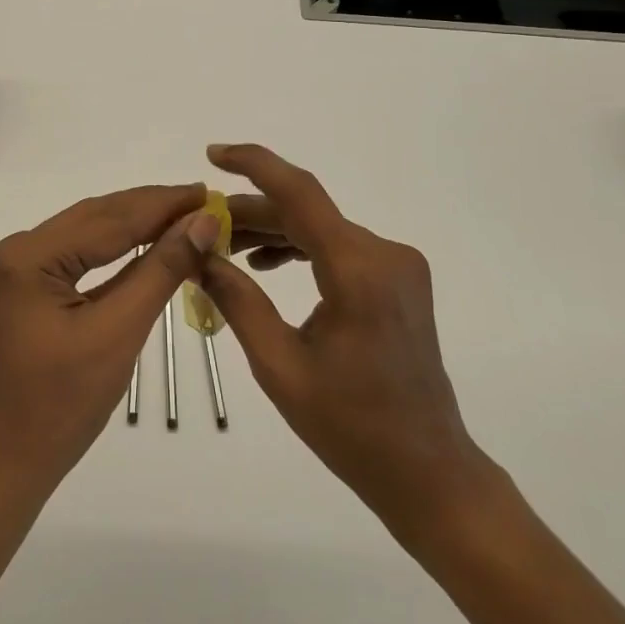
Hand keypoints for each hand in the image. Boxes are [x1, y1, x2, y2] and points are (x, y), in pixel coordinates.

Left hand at [0, 184, 216, 503]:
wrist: (0, 469)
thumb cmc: (61, 409)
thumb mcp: (118, 333)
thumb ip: (160, 270)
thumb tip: (202, 221)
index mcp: (25, 257)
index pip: (108, 219)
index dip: (162, 204)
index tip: (207, 192)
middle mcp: (8, 251)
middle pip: (91, 220)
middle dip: (148, 210)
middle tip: (202, 202)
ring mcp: (5, 270)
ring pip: (80, 236)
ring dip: (129, 228)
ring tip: (181, 218)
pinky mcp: (11, 289)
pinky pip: (66, 258)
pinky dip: (105, 253)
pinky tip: (139, 246)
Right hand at [197, 144, 485, 535]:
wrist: (427, 470)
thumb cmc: (350, 426)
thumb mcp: (278, 365)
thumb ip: (237, 299)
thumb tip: (198, 252)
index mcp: (358, 271)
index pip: (300, 193)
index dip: (255, 165)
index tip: (214, 154)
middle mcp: (384, 254)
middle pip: (306, 212)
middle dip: (251, 211)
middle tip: (202, 223)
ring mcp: (397, 265)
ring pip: (321, 228)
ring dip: (273, 229)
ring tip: (225, 246)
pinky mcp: (398, 279)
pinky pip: (339, 247)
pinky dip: (301, 248)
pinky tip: (265, 262)